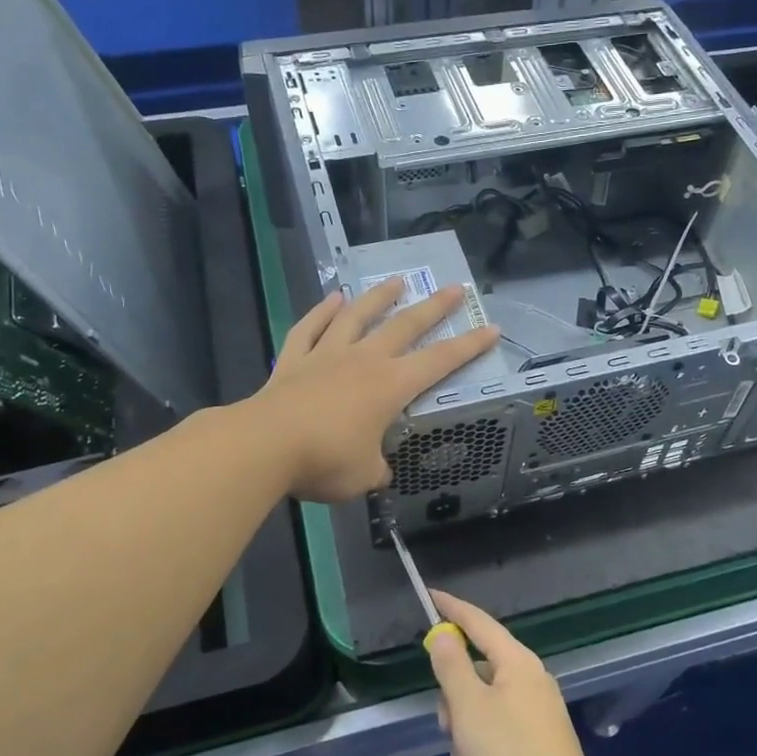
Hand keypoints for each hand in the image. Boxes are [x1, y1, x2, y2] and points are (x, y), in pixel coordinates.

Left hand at [246, 280, 500, 503]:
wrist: (265, 445)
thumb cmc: (325, 460)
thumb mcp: (364, 475)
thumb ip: (376, 468)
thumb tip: (378, 470)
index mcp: (391, 386)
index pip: (440, 361)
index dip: (469, 346)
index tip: (490, 327)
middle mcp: (364, 361)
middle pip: (404, 326)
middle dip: (432, 307)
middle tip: (453, 287)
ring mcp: (326, 355)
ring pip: (357, 316)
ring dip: (378, 297)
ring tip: (395, 280)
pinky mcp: (294, 360)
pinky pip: (310, 328)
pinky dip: (322, 311)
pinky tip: (333, 298)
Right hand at [426, 591, 609, 755]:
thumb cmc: (509, 752)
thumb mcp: (468, 706)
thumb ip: (451, 666)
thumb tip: (444, 634)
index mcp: (517, 662)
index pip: (479, 622)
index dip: (452, 609)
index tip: (431, 596)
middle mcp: (530, 681)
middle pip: (476, 675)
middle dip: (454, 706)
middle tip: (449, 731)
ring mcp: (537, 714)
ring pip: (482, 713)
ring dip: (465, 742)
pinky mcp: (539, 745)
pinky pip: (498, 740)